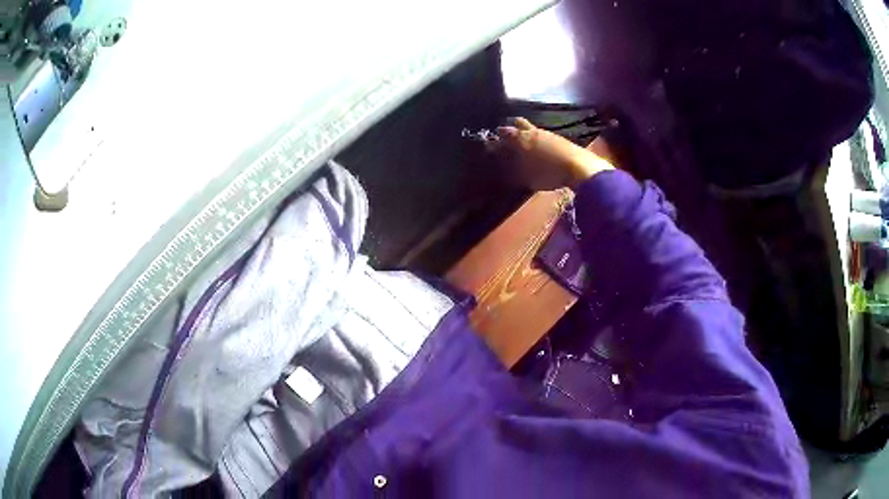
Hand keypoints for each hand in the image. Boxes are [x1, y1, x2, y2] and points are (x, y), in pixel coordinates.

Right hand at [491, 117, 614, 190]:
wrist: (580, 168)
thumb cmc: (549, 173)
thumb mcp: (527, 177)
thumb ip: (514, 170)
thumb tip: (506, 166)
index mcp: (521, 138)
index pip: (504, 133)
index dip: (497, 138)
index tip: (494, 145)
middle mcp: (533, 131)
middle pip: (518, 123)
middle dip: (512, 128)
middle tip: (508, 139)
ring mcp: (548, 133)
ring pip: (532, 128)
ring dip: (527, 134)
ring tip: (525, 147)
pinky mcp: (560, 139)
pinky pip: (543, 135)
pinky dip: (539, 140)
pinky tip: (541, 150)